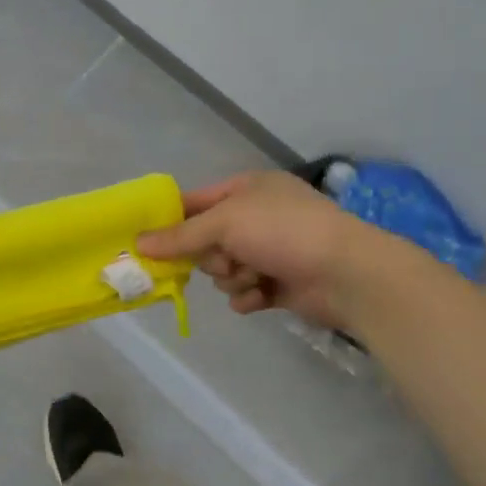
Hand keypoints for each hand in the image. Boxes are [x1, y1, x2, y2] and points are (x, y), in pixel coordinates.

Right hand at [137, 170, 406, 329]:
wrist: (347, 273)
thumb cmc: (284, 232)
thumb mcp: (226, 223)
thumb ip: (181, 235)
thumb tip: (138, 244)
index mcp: (247, 189)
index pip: (196, 201)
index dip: (172, 220)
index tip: (147, 241)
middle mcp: (258, 216)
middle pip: (207, 240)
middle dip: (210, 256)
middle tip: (221, 260)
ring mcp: (271, 250)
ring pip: (225, 269)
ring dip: (232, 278)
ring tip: (251, 278)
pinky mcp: (280, 283)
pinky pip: (245, 291)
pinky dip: (248, 296)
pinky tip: (259, 296)